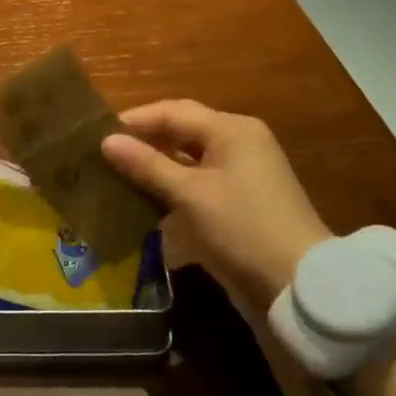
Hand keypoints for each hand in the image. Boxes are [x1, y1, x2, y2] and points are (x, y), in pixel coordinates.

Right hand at [100, 100, 331, 303]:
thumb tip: (107, 141)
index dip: (135, 120)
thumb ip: (147, 165)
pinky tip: (146, 198)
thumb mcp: (190, 194)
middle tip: (104, 153)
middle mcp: (238, 142)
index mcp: (231, 129)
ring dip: (156, 164)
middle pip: (181, 130)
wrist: (298, 283)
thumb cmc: (242, 227)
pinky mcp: (240, 199)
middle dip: (144, 140)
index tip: (97, 134)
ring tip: (118, 174)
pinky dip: (172, 184)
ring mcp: (242, 171)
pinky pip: (198, 180)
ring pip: (188, 157)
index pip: (173, 111)